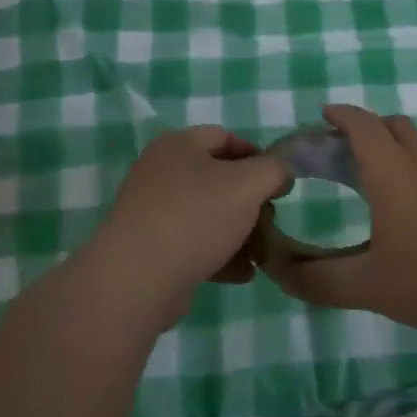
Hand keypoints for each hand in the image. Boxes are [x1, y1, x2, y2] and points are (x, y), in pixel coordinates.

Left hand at [92, 126, 291, 300]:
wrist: (137, 278)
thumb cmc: (196, 217)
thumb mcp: (249, 184)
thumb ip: (274, 171)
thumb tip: (279, 174)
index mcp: (179, 145)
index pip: (226, 137)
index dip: (258, 156)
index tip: (279, 182)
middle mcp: (161, 172)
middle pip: (217, 178)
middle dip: (250, 200)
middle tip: (270, 219)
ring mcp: (152, 211)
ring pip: (207, 215)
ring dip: (238, 232)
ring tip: (260, 253)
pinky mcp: (150, 248)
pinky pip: (193, 244)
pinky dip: (219, 255)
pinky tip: (242, 273)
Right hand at [252, 105, 416, 341]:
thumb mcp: (368, 286)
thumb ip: (317, 279)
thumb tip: (276, 270)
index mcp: (392, 175)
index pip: (363, 126)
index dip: (341, 115)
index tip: (322, 115)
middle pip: (393, 127)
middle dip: (363, 127)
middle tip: (337, 149)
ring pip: (415, 146)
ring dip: (388, 146)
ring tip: (363, 176)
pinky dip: (406, 169)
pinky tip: (398, 208)